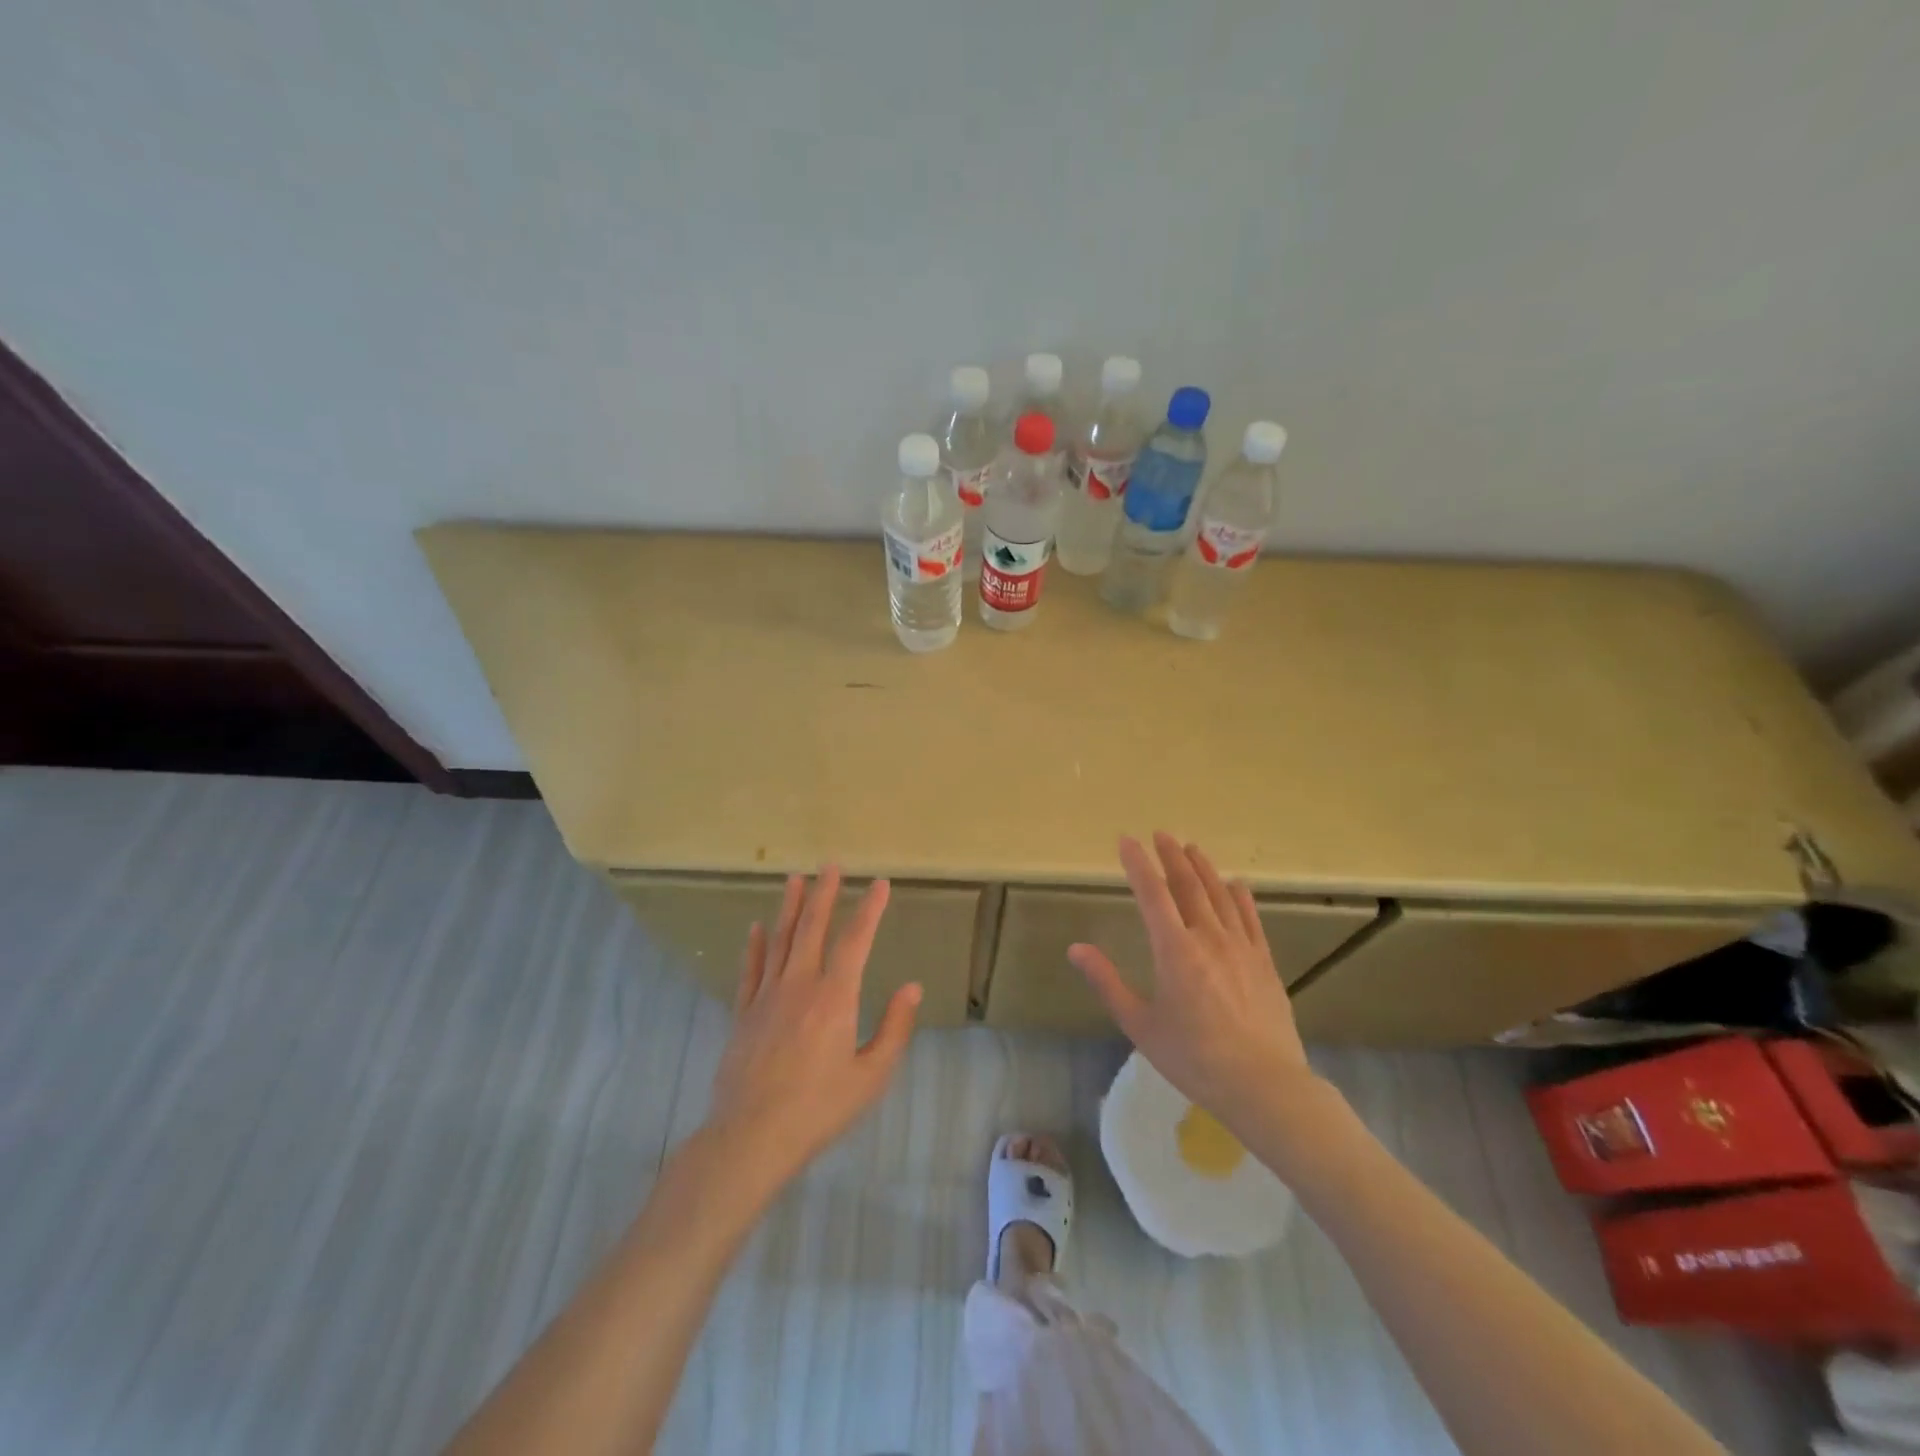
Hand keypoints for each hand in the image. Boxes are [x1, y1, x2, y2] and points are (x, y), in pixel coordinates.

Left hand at [706, 868, 920, 1185]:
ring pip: (780, 940)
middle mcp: (799, 985)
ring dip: (790, 907)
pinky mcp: (744, 1014)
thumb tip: (912, 988)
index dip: (869, 910)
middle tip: (830, 865)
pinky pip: (751, 969)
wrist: (751, 1137)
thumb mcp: (871, 1076)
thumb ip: (894, 1028)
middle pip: (812, 928)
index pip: (855, 941)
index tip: (880, 884)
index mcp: (834, 998)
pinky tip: (757, 927)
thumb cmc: (819, 1109)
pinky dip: (755, 945)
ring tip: (795, 879)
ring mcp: (767, 997)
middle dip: (824, 894)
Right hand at [1070, 833, 1322, 1136]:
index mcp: (1174, 950)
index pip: (1152, 894)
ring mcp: (1241, 947)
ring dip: (1203, 868)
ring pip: (1220, 895)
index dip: (1138, 864)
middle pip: (1188, 885)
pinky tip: (1237, 884)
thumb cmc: (1194, 1058)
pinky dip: (1241, 896)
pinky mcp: (1264, 962)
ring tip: (1191, 848)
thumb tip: (1075, 949)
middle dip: (1171, 856)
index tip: (1126, 840)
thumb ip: (1107, 982)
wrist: (1264, 1085)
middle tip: (1161, 834)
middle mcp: (1208, 937)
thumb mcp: (1140, 1025)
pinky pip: (1251, 918)